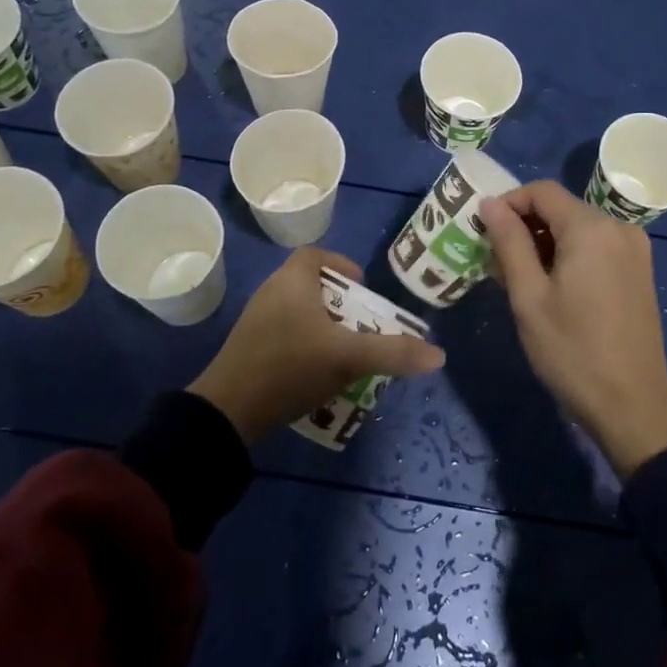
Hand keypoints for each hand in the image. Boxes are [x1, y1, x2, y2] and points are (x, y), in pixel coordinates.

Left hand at [188, 248, 444, 444]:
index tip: (362, 289)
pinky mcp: (250, 347)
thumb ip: (393, 352)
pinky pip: (285, 333)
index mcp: (292, 280)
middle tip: (363, 324)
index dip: (341, 265)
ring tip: (347, 350)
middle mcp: (271, 291)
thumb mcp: (348, 358)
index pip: (315, 255)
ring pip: (298, 311)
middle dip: (340, 302)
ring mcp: (257, 320)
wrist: (228, 411)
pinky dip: (306, 343)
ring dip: (324, 325)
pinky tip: (320, 372)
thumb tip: (438, 354)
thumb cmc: (290, 367)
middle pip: (311, 284)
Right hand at [480, 181, 666, 478]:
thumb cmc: (572, 351)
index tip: (483, 230)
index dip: (508, 203)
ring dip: (546, 241)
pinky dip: (570, 254)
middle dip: (525, 225)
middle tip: (496, 260)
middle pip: (562, 208)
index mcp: (591, 228)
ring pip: (579, 227)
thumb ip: (509, 242)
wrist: (632, 404)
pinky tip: (553, 286)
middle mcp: (619, 227)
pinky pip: (597, 245)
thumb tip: (489, 204)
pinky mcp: (640, 270)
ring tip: (520, 277)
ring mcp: (635, 249)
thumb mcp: (528, 296)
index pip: (542, 191)